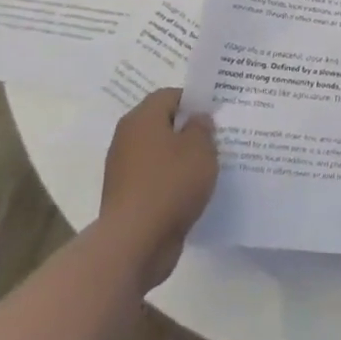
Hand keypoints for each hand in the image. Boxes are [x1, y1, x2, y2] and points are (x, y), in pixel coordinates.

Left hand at [98, 89, 217, 287]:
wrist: (134, 244)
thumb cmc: (170, 184)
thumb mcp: (200, 148)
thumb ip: (202, 128)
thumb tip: (196, 120)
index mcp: (142, 119)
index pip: (170, 96)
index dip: (194, 102)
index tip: (215, 115)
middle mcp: (127, 139)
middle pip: (163, 125)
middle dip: (188, 131)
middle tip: (216, 139)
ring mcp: (124, 171)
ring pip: (159, 154)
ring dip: (181, 159)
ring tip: (208, 167)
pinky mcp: (127, 198)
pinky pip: (155, 180)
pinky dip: (171, 183)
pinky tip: (192, 192)